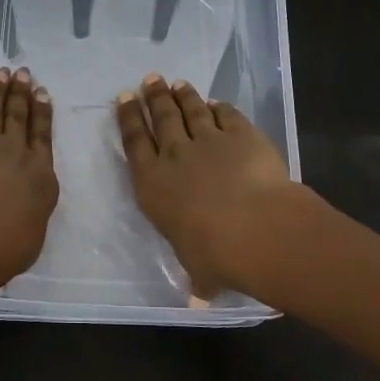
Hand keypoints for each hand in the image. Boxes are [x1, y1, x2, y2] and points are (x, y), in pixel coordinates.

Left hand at [0, 66, 59, 278]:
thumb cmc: (10, 242)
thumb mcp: (28, 238)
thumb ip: (26, 223)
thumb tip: (22, 223)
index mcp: (40, 178)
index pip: (42, 140)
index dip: (43, 116)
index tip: (44, 96)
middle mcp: (18, 151)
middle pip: (21, 117)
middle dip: (23, 95)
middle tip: (26, 76)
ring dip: (1, 88)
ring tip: (5, 72)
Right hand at [115, 73, 294, 297]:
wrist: (256, 228)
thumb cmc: (214, 254)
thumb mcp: (198, 269)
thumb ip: (198, 277)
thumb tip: (200, 300)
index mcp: (152, 184)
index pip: (134, 143)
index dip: (127, 119)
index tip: (123, 100)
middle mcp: (174, 155)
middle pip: (160, 118)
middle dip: (152, 97)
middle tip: (149, 80)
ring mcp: (208, 141)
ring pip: (191, 110)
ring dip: (182, 95)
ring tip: (176, 82)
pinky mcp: (241, 134)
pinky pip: (227, 115)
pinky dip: (220, 107)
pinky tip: (216, 102)